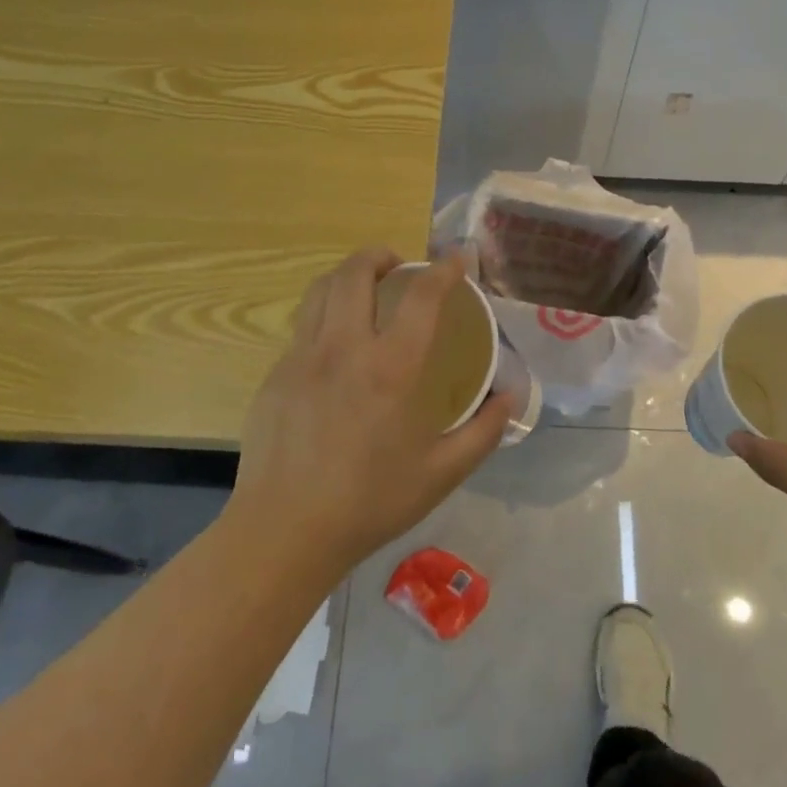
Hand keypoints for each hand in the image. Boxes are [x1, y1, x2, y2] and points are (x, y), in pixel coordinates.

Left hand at [230, 248, 513, 575]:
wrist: (284, 531)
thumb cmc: (370, 502)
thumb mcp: (441, 473)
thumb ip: (483, 432)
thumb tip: (510, 398)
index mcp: (391, 368)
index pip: (422, 296)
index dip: (444, 269)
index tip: (457, 258)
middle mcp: (345, 348)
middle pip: (357, 272)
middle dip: (381, 255)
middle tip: (398, 266)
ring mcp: (303, 357)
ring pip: (321, 289)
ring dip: (347, 275)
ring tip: (363, 288)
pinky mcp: (276, 374)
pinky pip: (303, 326)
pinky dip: (325, 314)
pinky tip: (335, 344)